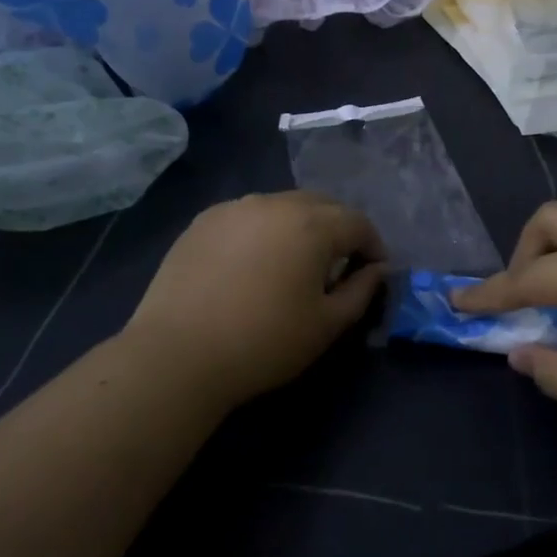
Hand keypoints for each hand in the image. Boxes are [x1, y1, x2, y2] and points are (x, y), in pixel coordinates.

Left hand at [123, 190, 387, 406]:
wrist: (179, 354)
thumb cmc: (264, 342)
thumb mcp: (327, 325)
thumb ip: (362, 290)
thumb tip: (377, 269)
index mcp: (312, 224)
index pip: (358, 222)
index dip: (373, 246)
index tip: (373, 272)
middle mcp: (275, 203)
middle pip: (322, 205)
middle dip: (339, 230)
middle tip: (338, 266)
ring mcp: (235, 208)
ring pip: (282, 206)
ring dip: (300, 227)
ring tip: (294, 263)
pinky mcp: (204, 221)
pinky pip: (248, 216)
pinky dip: (263, 231)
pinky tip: (252, 264)